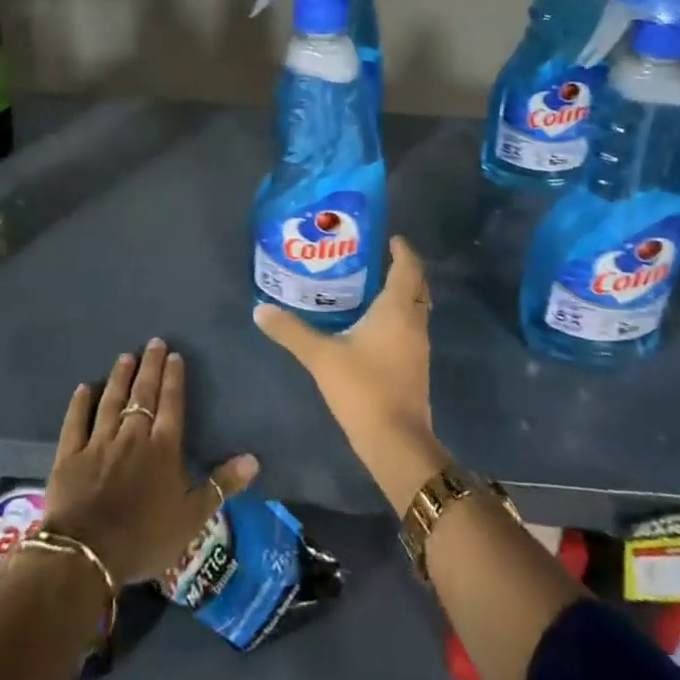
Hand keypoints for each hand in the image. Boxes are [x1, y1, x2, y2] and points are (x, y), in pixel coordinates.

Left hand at [43, 337, 259, 585]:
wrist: (87, 555)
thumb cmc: (145, 537)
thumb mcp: (192, 517)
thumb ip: (222, 485)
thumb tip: (253, 459)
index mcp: (163, 447)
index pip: (171, 403)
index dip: (174, 378)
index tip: (174, 355)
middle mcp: (132, 436)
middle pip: (143, 394)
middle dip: (150, 367)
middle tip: (154, 342)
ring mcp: (99, 443)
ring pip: (111, 401)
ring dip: (120, 377)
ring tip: (126, 356)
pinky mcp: (70, 456)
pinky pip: (76, 422)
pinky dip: (80, 404)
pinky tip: (84, 387)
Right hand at [254, 237, 445, 510]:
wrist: (396, 442)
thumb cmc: (363, 388)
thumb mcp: (321, 357)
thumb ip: (291, 331)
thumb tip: (260, 309)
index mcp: (397, 308)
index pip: (408, 267)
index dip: (402, 250)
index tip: (390, 238)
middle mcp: (414, 321)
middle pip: (417, 285)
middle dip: (403, 269)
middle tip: (377, 259)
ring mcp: (418, 346)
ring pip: (416, 308)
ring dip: (401, 294)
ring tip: (371, 287)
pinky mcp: (416, 366)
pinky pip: (410, 327)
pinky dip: (398, 316)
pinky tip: (374, 325)